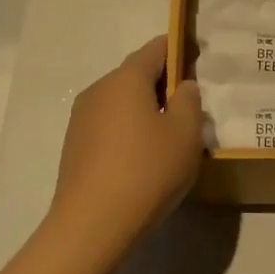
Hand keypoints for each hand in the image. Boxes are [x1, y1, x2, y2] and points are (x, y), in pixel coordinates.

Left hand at [48, 37, 202, 265]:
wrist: (91, 226)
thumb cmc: (147, 170)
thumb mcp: (186, 133)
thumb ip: (190, 100)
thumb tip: (182, 86)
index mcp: (126, 78)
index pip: (157, 48)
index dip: (180, 49)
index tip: (200, 63)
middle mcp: (99, 89)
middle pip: (137, 75)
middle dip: (164, 85)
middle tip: (191, 110)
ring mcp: (81, 118)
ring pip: (122, 102)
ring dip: (146, 111)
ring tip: (170, 140)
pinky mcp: (75, 146)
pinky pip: (109, 126)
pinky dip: (128, 132)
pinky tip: (143, 161)